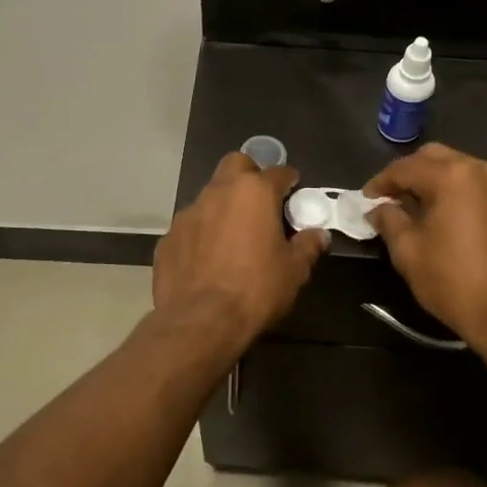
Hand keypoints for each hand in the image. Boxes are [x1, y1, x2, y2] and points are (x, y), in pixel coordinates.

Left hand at [153, 153, 328, 350]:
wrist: (200, 322)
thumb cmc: (255, 290)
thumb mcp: (294, 271)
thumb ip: (308, 246)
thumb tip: (318, 235)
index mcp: (254, 192)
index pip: (278, 172)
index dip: (289, 181)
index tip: (294, 193)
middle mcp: (218, 192)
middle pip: (236, 165)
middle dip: (250, 175)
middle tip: (261, 203)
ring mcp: (188, 213)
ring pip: (210, 195)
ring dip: (224, 206)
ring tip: (234, 236)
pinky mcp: (168, 237)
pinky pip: (191, 226)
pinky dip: (202, 233)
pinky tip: (208, 259)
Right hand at [363, 144, 486, 352]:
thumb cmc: (454, 282)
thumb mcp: (409, 252)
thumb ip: (389, 221)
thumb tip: (379, 209)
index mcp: (452, 176)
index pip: (405, 168)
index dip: (381, 182)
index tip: (366, 199)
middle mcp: (482, 170)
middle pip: (436, 158)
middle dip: (410, 174)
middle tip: (392, 198)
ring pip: (462, 169)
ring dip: (437, 181)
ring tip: (420, 207)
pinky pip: (482, 186)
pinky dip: (462, 193)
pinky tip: (451, 216)